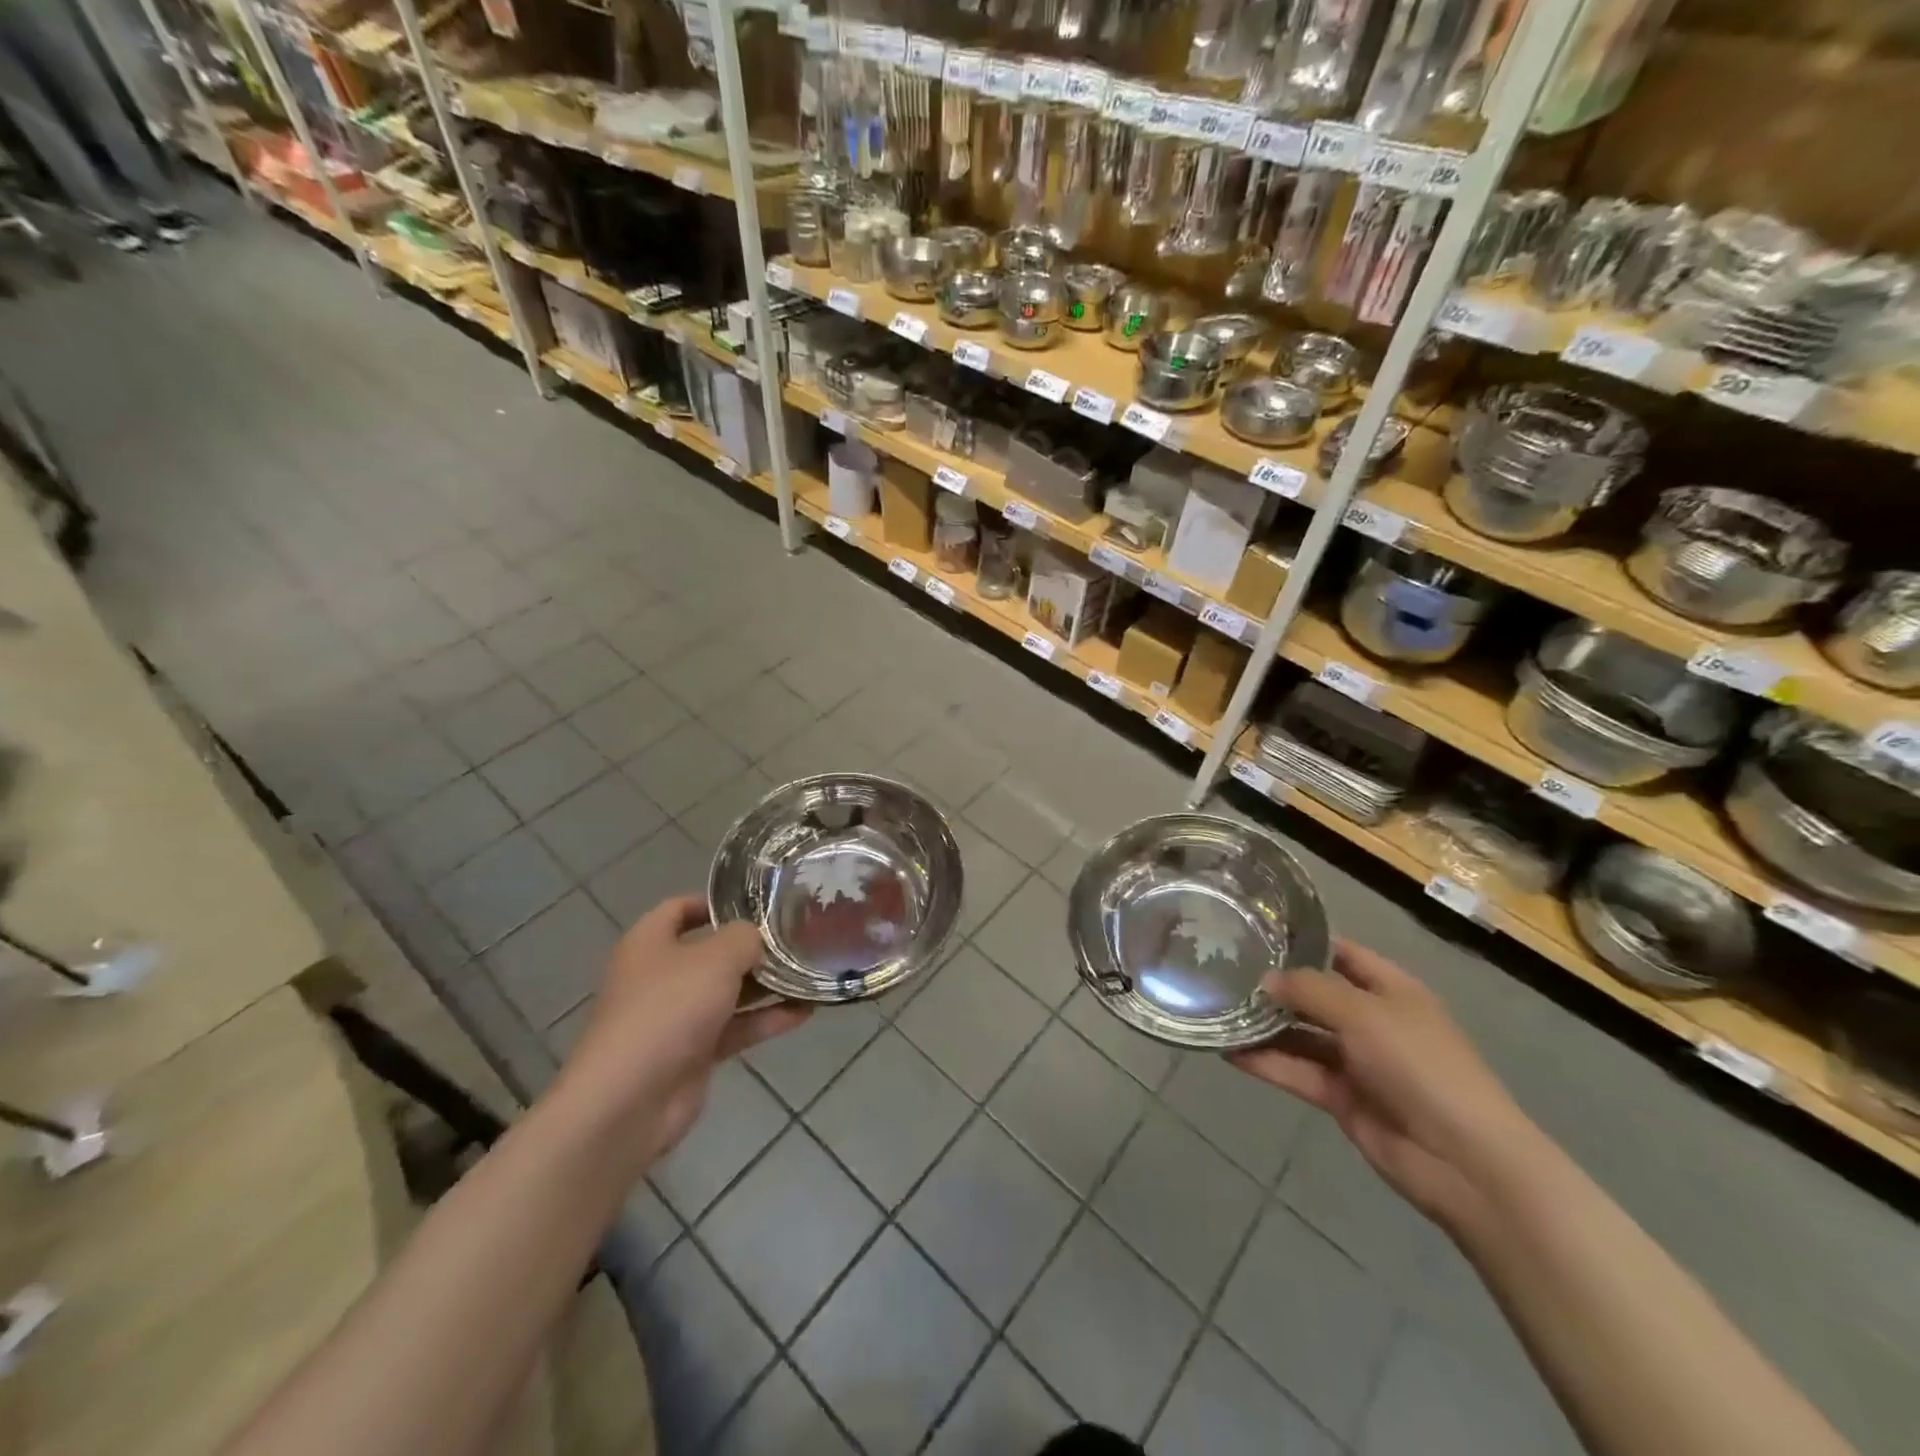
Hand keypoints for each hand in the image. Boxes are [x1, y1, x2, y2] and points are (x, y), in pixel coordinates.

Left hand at [554, 896, 809, 1177]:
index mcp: (649, 943)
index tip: (757, 901)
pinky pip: (735, 1027)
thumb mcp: (716, 958)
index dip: (715, 901)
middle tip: (796, 936)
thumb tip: (757, 936)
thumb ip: (744, 938)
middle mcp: (660, 976)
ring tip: (809, 972)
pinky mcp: (692, 1053)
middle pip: (710, 952)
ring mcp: (676, 1017)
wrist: (629, 1101)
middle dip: (752, 946)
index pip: (679, 908)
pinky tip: (805, 1012)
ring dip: (766, 985)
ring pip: (727, 992)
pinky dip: (765, 1019)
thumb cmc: (668, 1009)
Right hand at [1230, 939, 1530, 1229]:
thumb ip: (1311, 990)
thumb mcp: (1364, 1014)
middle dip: (1275, 984)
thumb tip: (1265, 979)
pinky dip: (1266, 1062)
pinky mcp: (1341, 1097)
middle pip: (1316, 994)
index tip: (1255, 931)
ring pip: (1301, 1034)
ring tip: (1217, 1009)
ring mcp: (1357, 1060)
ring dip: (1264, 1025)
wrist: (1464, 1161)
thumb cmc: (1421, 1066)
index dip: (1303, 942)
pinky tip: (1228, 1051)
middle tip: (1222, 970)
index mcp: (1391, 989)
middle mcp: (1372, 1020)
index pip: (1342, 953)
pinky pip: (1297, 1071)